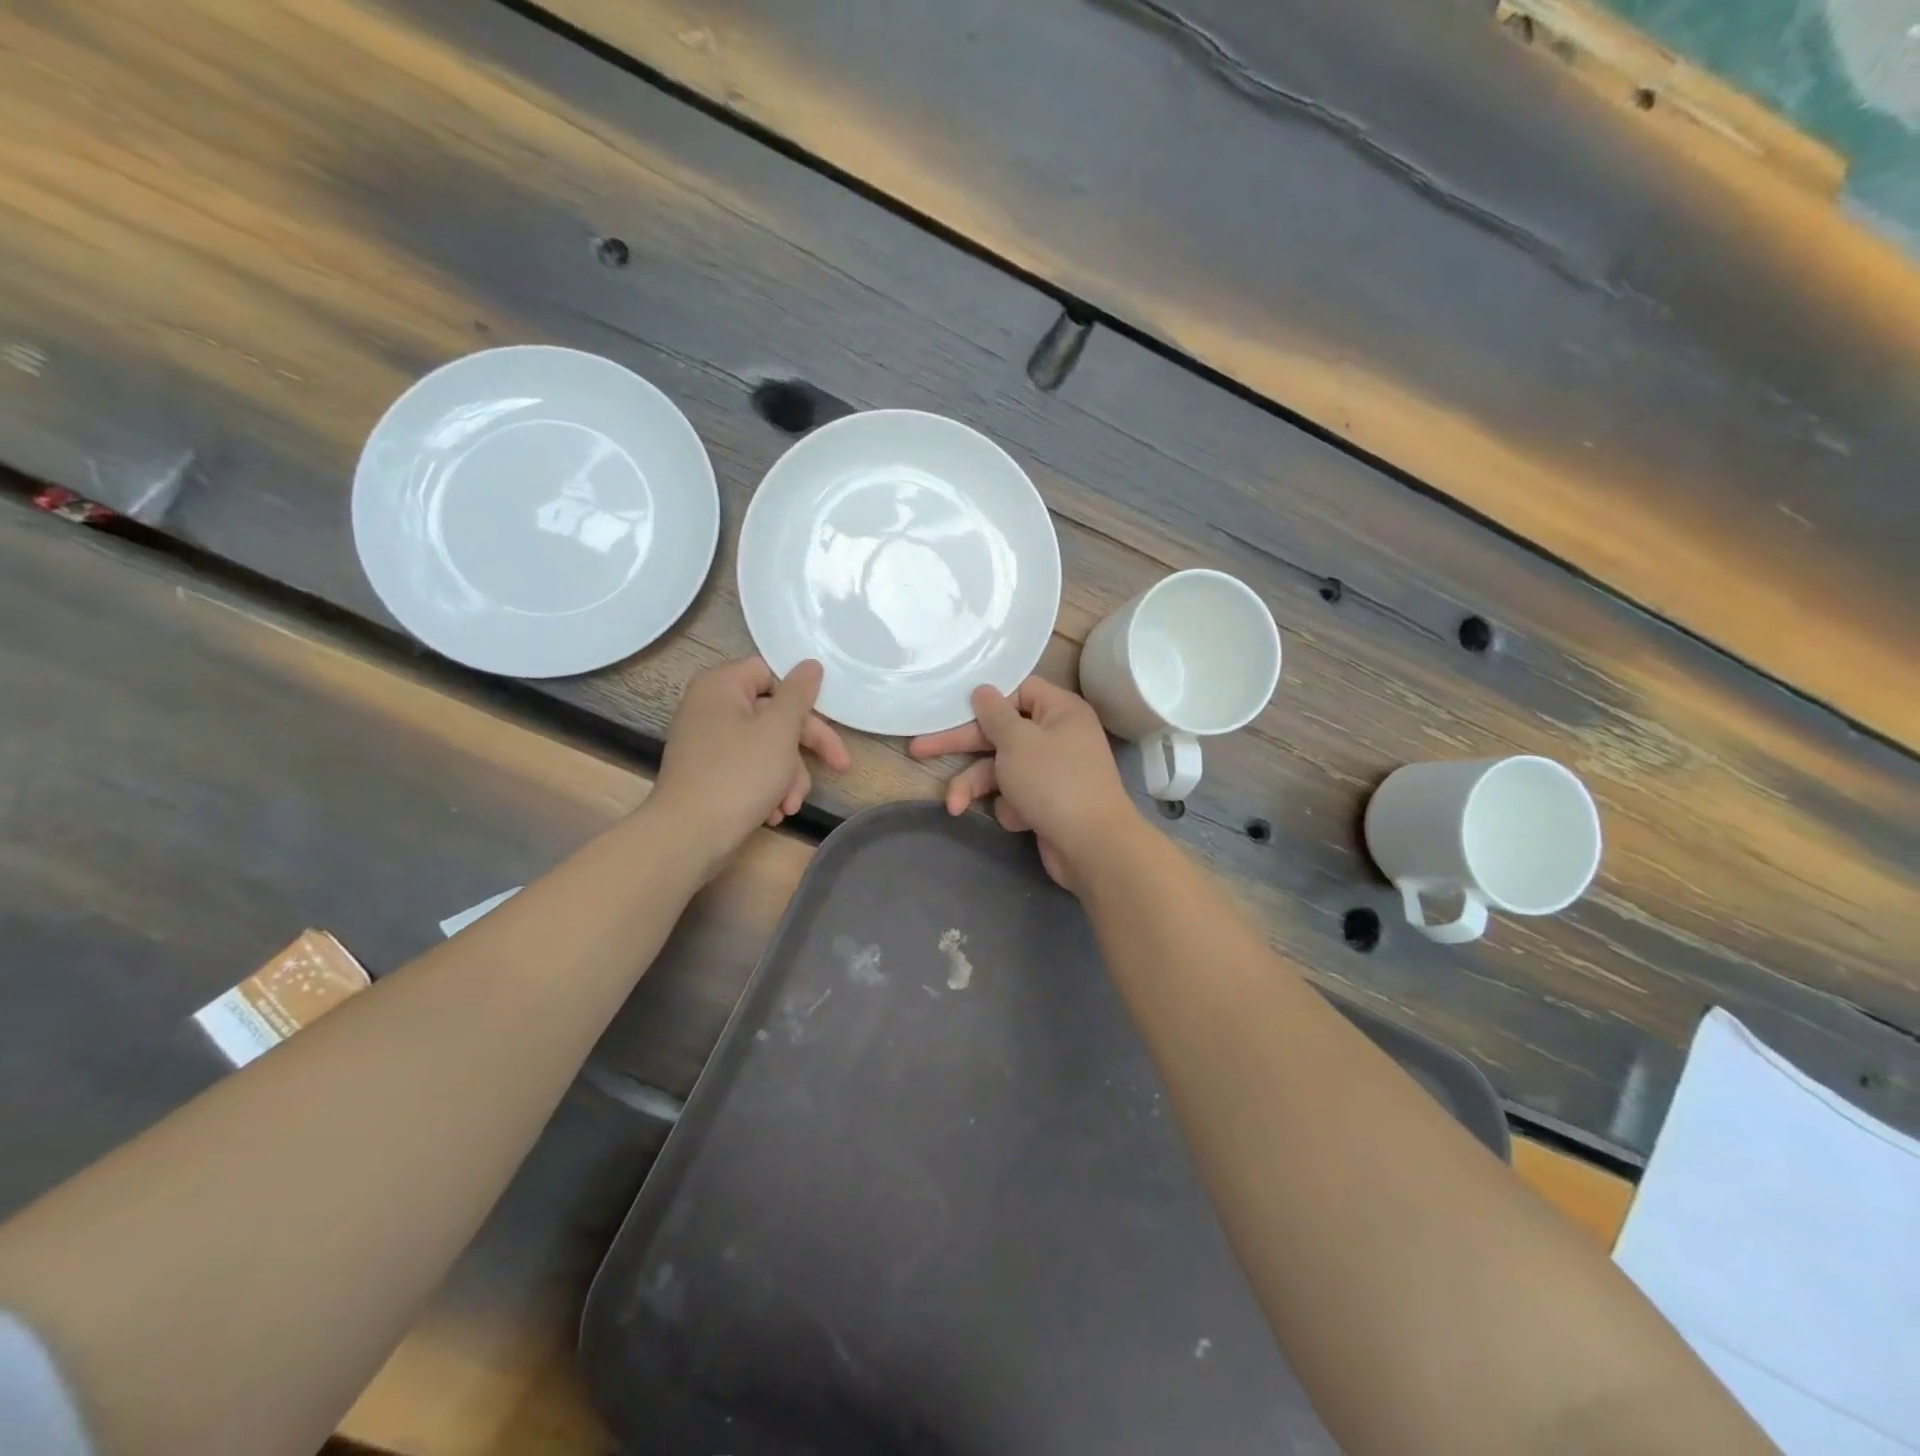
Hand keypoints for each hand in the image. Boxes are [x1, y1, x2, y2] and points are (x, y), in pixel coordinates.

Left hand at [651, 657, 850, 871]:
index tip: (826, 723)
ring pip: (766, 747)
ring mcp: (707, 742)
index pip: (771, 674)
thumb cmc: (738, 774)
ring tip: (791, 805)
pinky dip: (767, 787)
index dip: (800, 699)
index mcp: (721, 685)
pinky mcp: (708, 773)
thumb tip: (811, 664)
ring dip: (788, 776)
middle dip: (803, 749)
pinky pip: (748, 769)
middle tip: (839, 766)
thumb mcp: (779, 730)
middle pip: (773, 715)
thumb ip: (799, 694)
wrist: (688, 836)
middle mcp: (710, 707)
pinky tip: (775, 813)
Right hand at [909, 677, 1138, 890]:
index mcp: (1060, 711)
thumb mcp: (1017, 741)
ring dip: (976, 786)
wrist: (1093, 847)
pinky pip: (1016, 795)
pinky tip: (1018, 820)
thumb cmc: (1054, 782)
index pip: (1018, 691)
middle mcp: (1059, 736)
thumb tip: (983, 689)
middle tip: (919, 750)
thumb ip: (995, 714)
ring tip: (953, 805)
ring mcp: (1053, 772)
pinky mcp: (1047, 803)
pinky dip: (1010, 806)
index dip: (986, 701)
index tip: (954, 710)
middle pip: (1001, 733)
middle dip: (962, 747)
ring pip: (1002, 769)